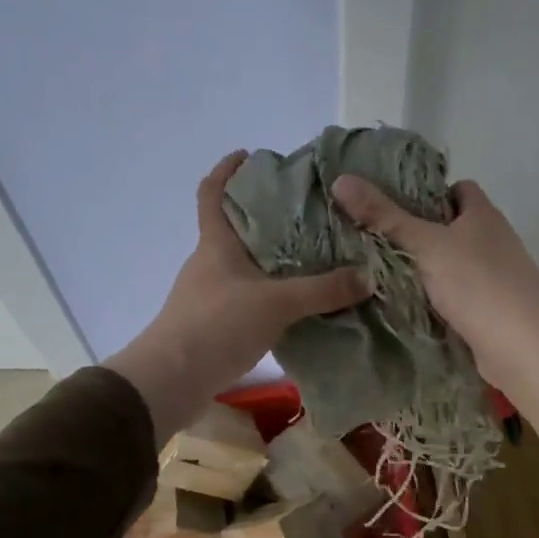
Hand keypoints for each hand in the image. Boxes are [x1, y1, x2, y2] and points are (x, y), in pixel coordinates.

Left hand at [106, 152, 370, 440]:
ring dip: (273, 259)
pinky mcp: (215, 324)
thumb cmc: (216, 325)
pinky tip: (300, 303)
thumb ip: (322, 290)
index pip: (212, 193)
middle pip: (235, 228)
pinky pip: (250, 297)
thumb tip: (368, 278)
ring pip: (245, 265)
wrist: (171, 381)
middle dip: (267, 217)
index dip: (227, 171)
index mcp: (216, 244)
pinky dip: (272, 293)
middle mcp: (210, 263)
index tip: (248, 155)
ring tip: (314, 255)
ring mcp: (210, 295)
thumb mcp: (276, 302)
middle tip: (308, 211)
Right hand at [330, 175, 538, 436]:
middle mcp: (500, 238)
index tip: (400, 208)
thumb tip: (342, 179)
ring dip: (438, 266)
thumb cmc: (473, 284)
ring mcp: (504, 274)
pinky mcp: (501, 306)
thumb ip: (383, 216)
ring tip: (397, 274)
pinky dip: (449, 295)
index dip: (432, 193)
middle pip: (460, 225)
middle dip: (429, 232)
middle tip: (388, 242)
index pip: (460, 188)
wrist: (519, 346)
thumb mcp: (423, 246)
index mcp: (485, 215)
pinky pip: (469, 291)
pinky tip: (424, 306)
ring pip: (464, 260)